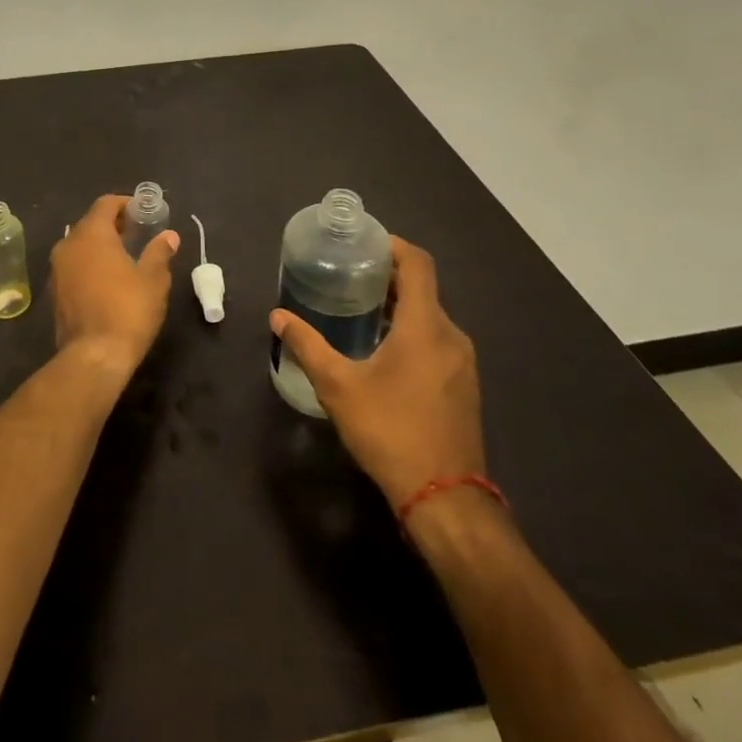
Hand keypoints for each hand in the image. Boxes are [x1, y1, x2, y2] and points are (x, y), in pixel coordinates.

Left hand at [49, 195, 178, 381]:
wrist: (94, 356)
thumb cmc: (128, 309)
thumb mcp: (153, 279)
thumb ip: (159, 252)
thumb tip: (169, 236)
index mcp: (91, 234)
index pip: (105, 204)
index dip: (125, 204)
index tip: (143, 212)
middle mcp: (68, 245)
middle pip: (91, 223)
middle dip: (114, 224)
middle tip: (138, 234)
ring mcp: (57, 269)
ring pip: (80, 245)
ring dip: (101, 245)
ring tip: (126, 257)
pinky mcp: (55, 292)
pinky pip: (74, 266)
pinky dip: (90, 264)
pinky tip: (109, 280)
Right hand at [270, 239, 484, 508]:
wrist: (445, 500)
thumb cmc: (390, 431)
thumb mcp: (339, 386)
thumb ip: (307, 346)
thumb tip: (277, 316)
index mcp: (426, 326)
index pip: (418, 264)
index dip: (393, 245)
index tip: (363, 242)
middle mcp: (451, 336)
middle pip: (423, 289)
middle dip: (387, 276)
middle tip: (348, 275)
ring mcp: (463, 363)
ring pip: (430, 317)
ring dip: (399, 306)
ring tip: (359, 310)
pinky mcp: (464, 386)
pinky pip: (437, 341)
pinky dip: (411, 331)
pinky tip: (382, 351)